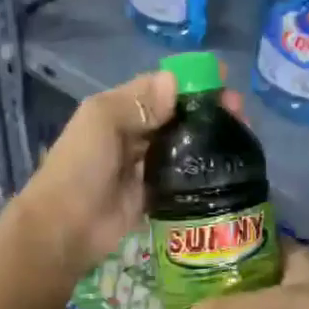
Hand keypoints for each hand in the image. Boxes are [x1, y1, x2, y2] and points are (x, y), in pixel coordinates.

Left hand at [17, 66, 245, 279]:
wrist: (65, 228)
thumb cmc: (81, 166)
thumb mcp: (102, 121)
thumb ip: (138, 102)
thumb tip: (175, 82)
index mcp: (117, 109)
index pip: (159, 87)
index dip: (190, 80)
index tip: (223, 79)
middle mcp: (133, 133)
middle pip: (176, 114)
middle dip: (206, 108)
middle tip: (240, 111)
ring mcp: (144, 165)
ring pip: (183, 144)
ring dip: (209, 136)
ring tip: (242, 133)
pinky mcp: (155, 194)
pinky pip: (182, 176)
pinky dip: (202, 168)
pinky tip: (228, 165)